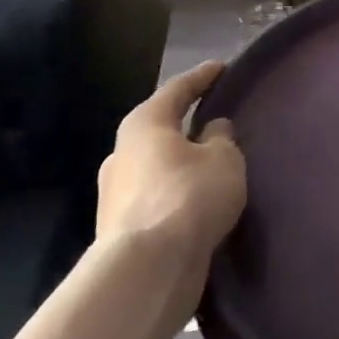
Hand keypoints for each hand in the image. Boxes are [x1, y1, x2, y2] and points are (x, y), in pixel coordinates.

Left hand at [96, 62, 246, 261]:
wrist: (147, 270)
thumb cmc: (188, 197)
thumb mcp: (223, 159)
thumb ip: (221, 138)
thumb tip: (212, 130)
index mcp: (144, 125)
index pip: (177, 89)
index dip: (202, 77)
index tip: (221, 67)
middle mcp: (122, 153)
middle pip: (159, 129)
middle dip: (185, 125)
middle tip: (216, 120)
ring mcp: (115, 194)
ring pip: (157, 167)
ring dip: (181, 163)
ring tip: (212, 166)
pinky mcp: (120, 229)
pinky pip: (156, 198)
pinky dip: (177, 193)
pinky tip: (198, 201)